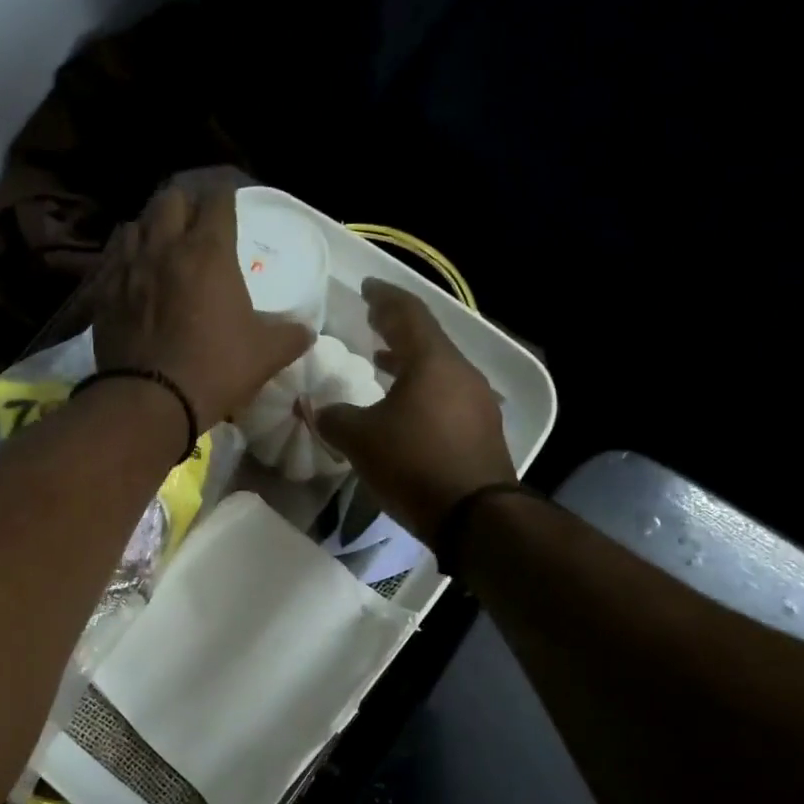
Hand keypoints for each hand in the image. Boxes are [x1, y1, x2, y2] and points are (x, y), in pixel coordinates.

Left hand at [92, 177, 313, 427]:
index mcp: (209, 252)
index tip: (231, 205)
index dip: (226, 198)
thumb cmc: (215, 370)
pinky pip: (112, 258)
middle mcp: (165, 246)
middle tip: (196, 224)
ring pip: (136, 223)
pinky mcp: (103, 291)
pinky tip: (132, 274)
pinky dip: (125, 258)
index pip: (218, 200)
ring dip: (151, 228)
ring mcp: (128, 267)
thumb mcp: (265, 355)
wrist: (151, 400)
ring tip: (161, 245)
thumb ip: (290, 337)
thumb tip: (307, 331)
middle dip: (186, 206)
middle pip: (171, 199)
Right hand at [316, 279, 517, 543]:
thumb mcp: (361, 440)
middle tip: (373, 321)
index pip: (407, 313)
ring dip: (410, 362)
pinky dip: (423, 389)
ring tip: (383, 361)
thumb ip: (335, 418)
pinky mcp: (483, 429)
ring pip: (439, 368)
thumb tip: (321, 411)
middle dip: (397, 328)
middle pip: (427, 339)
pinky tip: (406, 408)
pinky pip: (447, 395)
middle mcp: (461, 372)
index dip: (384, 297)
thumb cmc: (414, 464)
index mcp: (433, 361)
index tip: (367, 288)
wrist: (475, 515)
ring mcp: (478, 401)